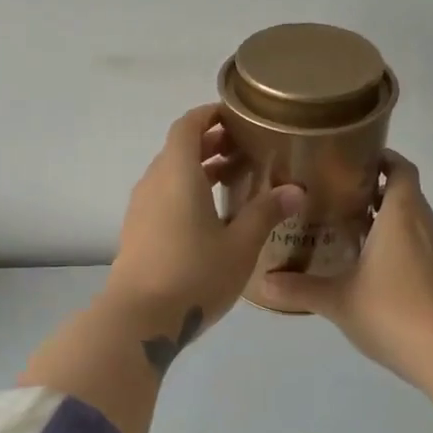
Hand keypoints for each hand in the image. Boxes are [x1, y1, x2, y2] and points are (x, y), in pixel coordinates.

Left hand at [106, 104, 305, 335]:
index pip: (187, 125)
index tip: (236, 114)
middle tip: (246, 147)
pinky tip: (211, 215)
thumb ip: (265, 213)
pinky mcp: (137, 231)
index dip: (209, 114)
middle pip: (178, 148)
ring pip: (170, 174)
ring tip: (234, 177)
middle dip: (210, 142)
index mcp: (177, 173)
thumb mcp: (240, 245)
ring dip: (198, 168)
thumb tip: (294, 190)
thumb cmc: (194, 274)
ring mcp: (141, 208)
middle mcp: (154, 183)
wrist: (138, 318)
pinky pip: (163, 196)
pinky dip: (186, 191)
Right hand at [253, 151, 432, 389]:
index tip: (352, 159)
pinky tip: (370, 267)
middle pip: (405, 193)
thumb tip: (262, 283)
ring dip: (386, 219)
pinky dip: (396, 245)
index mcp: (401, 216)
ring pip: (412, 221)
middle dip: (374, 189)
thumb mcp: (337, 300)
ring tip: (347, 229)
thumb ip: (299, 288)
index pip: (401, 169)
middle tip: (335, 195)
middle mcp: (424, 226)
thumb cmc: (391, 312)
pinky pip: (418, 246)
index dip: (382, 158)